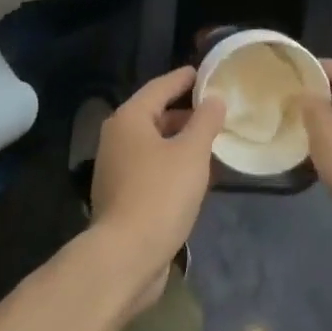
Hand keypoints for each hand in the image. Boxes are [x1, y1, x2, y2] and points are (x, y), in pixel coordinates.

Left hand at [90, 66, 224, 313]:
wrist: (125, 257)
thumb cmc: (160, 194)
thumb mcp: (192, 152)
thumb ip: (206, 121)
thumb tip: (214, 99)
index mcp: (129, 119)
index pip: (160, 87)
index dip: (184, 78)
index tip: (205, 72)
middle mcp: (117, 138)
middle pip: (154, 114)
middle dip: (185, 112)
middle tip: (215, 109)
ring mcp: (116, 169)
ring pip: (153, 143)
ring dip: (180, 140)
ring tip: (211, 141)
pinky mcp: (121, 196)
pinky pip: (151, 167)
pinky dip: (172, 163)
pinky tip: (195, 174)